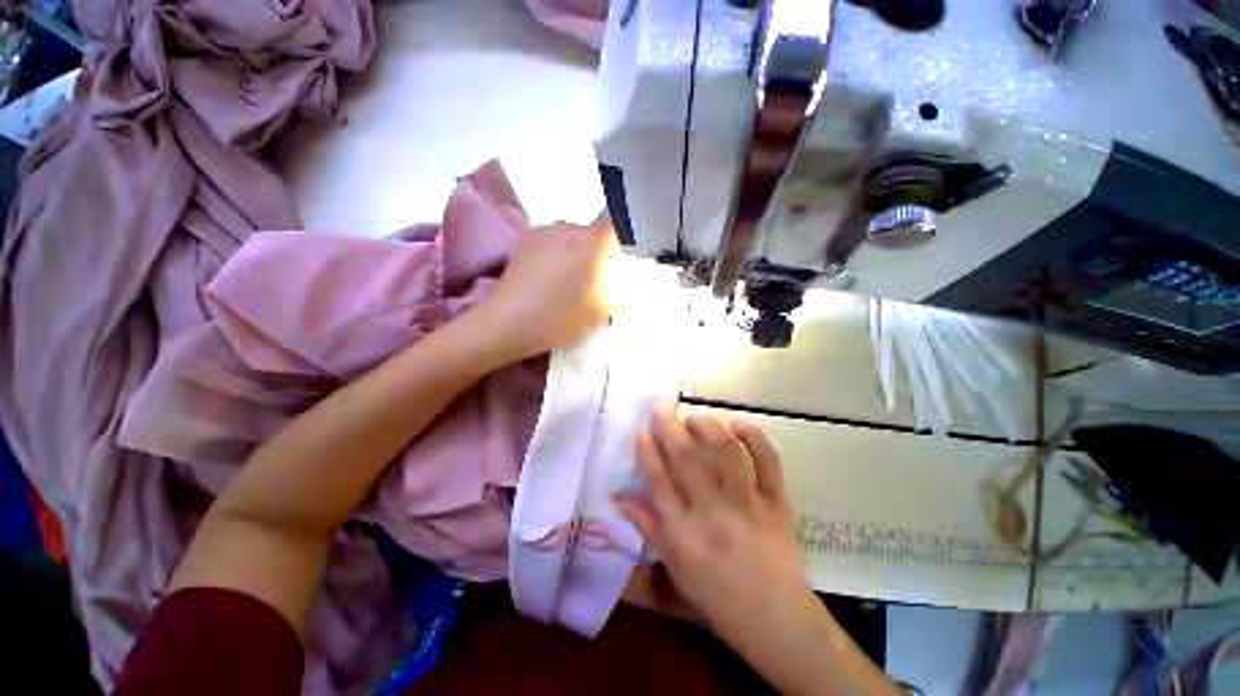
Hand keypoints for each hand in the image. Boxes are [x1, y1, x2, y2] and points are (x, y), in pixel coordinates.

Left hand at [475, 218, 616, 362]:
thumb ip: (617, 293)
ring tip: (565, 281)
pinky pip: (549, 242)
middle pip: (591, 233)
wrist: (508, 323)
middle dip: (596, 252)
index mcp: (591, 242)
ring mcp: (542, 230)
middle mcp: (568, 227)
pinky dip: (554, 254)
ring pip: (569, 237)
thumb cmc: (560, 317)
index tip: (622, 253)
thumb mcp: (600, 311)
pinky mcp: (523, 240)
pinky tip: (546, 278)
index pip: (616, 221)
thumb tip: (623, 283)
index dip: (624, 231)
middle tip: (593, 279)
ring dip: (573, 253)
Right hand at [616, 407, 809, 640]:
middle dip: (671, 429)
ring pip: (726, 454)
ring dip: (708, 428)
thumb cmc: (716, 595)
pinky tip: (738, 425)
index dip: (648, 453)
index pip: (660, 484)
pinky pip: (768, 462)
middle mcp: (715, 515)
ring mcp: (749, 505)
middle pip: (688, 461)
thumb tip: (618, 498)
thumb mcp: (674, 566)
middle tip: (662, 409)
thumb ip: (647, 526)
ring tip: (695, 418)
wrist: (775, 618)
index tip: (642, 432)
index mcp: (685, 536)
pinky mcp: (777, 502)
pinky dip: (754, 438)